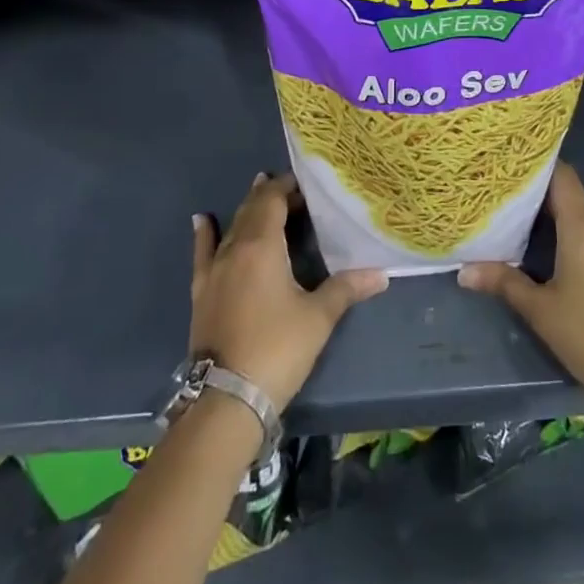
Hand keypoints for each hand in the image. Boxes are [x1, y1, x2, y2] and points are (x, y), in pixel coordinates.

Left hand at [190, 173, 387, 412]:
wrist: (226, 399)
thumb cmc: (277, 349)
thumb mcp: (318, 317)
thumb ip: (347, 288)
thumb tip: (382, 274)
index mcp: (262, 246)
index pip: (272, 201)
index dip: (287, 188)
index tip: (305, 185)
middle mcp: (234, 250)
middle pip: (251, 211)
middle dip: (270, 196)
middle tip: (291, 190)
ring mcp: (214, 271)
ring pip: (232, 228)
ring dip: (247, 210)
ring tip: (257, 189)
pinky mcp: (201, 293)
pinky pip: (203, 254)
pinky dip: (204, 234)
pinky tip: (201, 220)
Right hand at [458, 163, 583, 440]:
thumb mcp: (539, 309)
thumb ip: (503, 282)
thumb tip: (463, 271)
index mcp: (582, 227)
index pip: (564, 177)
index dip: (541, 167)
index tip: (517, 168)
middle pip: (578, 191)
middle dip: (550, 190)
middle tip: (519, 195)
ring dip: (573, 209)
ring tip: (542, 216)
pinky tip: (574, 244)